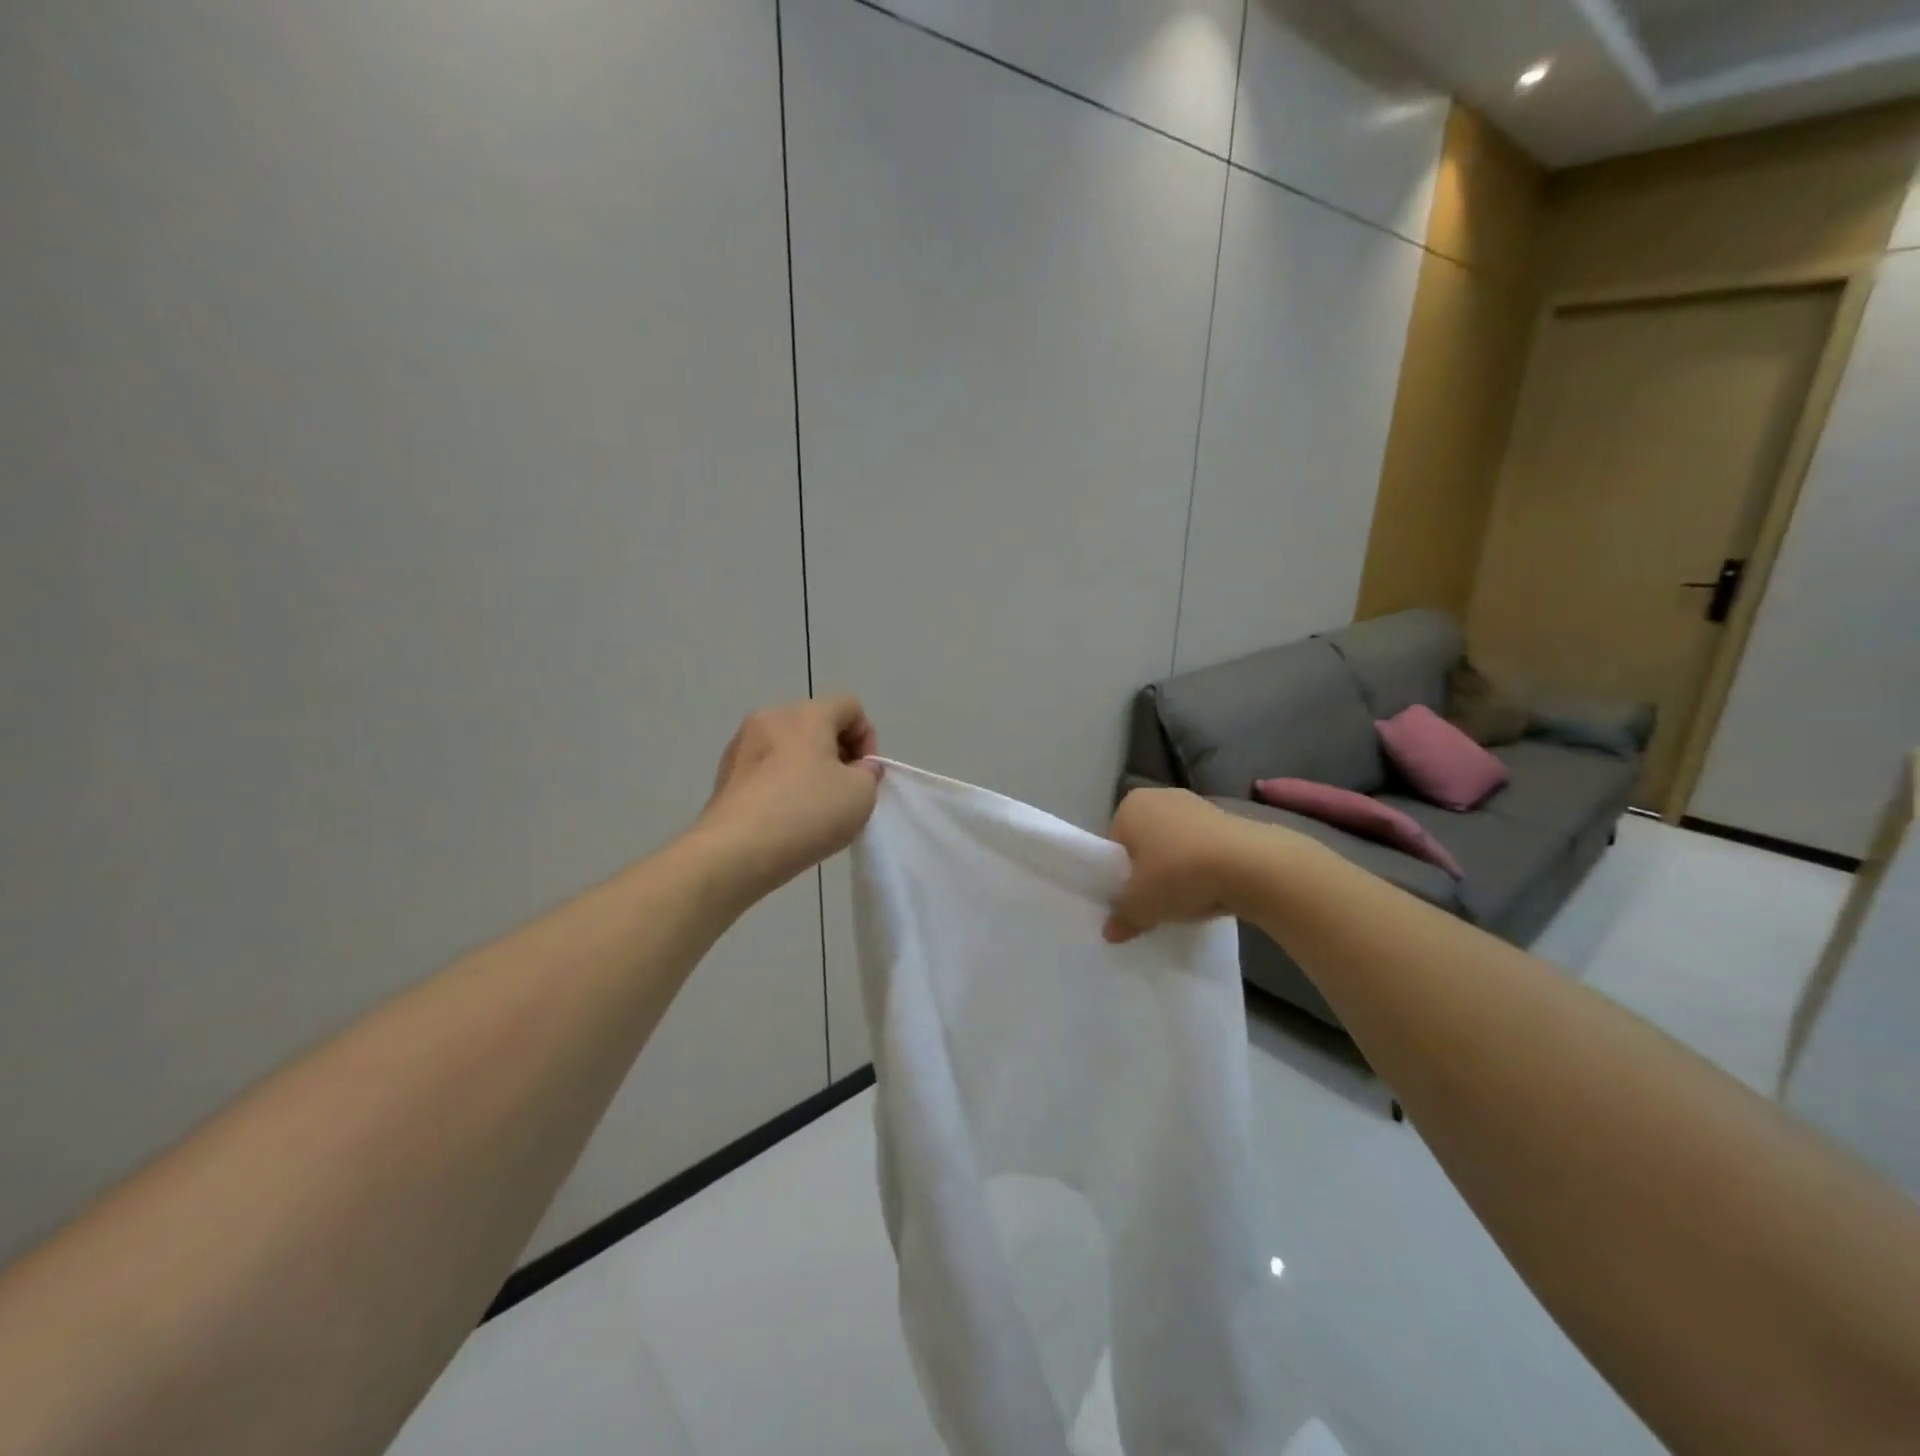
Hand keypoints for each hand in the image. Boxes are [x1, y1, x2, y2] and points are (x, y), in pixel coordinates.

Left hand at [696, 696, 882, 898]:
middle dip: (838, 754)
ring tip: (814, 809)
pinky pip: (766, 770)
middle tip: (845, 792)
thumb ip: (869, 774)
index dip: (868, 739)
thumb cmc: (806, 813)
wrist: (735, 851)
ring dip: (809, 770)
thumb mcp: (861, 795)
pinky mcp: (724, 774)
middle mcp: (771, 719)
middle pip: (817, 724)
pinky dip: (782, 785)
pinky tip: (786, 819)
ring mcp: (742, 745)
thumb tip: (857, 769)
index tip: (866, 775)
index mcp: (807, 714)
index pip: (850, 707)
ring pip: (789, 748)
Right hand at [1103, 788, 1270, 942]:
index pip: (1113, 844)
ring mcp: (1197, 805)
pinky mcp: (1229, 820)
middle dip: (1148, 871)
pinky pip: (1204, 849)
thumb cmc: (1179, 873)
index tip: (1129, 899)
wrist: (1250, 865)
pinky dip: (1204, 868)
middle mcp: (1160, 797)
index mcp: (1130, 806)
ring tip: (1185, 901)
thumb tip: (1111, 932)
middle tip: (1154, 902)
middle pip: (1145, 843)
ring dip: (1178, 870)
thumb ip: (1122, 917)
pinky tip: (1211, 892)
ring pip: (1176, 846)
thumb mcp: (1141, 904)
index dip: (1118, 874)